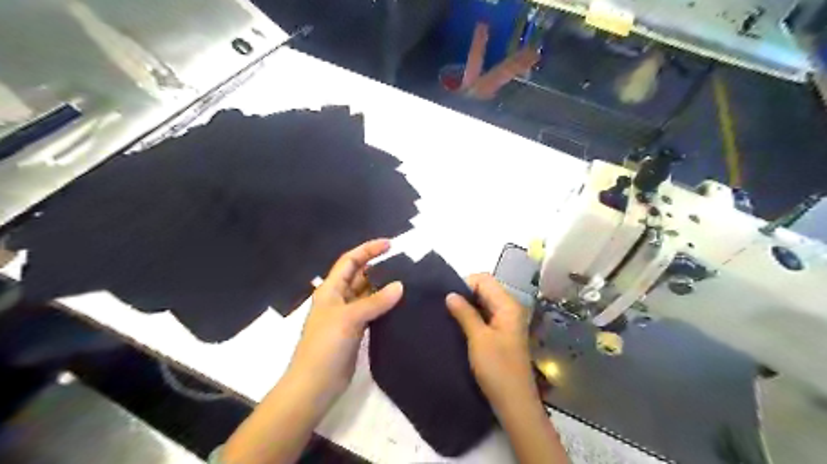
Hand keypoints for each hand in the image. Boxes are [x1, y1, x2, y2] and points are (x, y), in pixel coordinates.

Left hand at [288, 241, 403, 403]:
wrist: (315, 385)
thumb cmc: (325, 346)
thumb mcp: (349, 318)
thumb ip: (375, 301)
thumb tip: (400, 285)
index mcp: (331, 289)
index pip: (350, 261)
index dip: (368, 249)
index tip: (390, 244)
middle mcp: (338, 299)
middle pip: (359, 275)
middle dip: (378, 267)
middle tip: (403, 265)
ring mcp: (347, 316)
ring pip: (367, 294)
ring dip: (383, 287)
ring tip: (407, 282)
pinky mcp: (355, 331)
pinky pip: (372, 311)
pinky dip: (384, 306)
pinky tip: (400, 305)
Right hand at [445, 273, 536, 411]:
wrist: (514, 403)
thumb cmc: (497, 369)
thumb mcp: (478, 338)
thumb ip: (465, 313)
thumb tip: (450, 294)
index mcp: (508, 305)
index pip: (484, 280)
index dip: (465, 284)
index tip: (446, 298)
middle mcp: (509, 309)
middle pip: (484, 290)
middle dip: (464, 294)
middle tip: (442, 305)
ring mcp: (506, 322)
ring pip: (483, 304)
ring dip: (466, 307)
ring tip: (446, 314)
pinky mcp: (501, 334)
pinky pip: (484, 317)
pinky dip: (471, 317)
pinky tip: (456, 325)